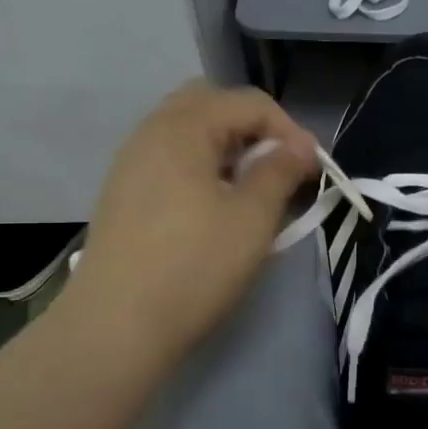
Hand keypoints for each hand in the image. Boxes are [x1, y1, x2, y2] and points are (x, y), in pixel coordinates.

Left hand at [64, 83, 316, 369]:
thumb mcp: (252, 218)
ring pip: (188, 133)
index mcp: (183, 127)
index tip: (311, 169)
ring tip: (250, 191)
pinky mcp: (123, 193)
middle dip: (253, 129)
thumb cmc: (193, 266)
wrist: (116, 326)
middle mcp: (151, 132)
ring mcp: (131, 162)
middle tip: (277, 169)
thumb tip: (301, 146)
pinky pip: (170, 159)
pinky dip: (201, 167)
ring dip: (227, 149)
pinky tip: (214, 208)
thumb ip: (280, 172)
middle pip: (211, 105)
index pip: (249, 102)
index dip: (289, 129)